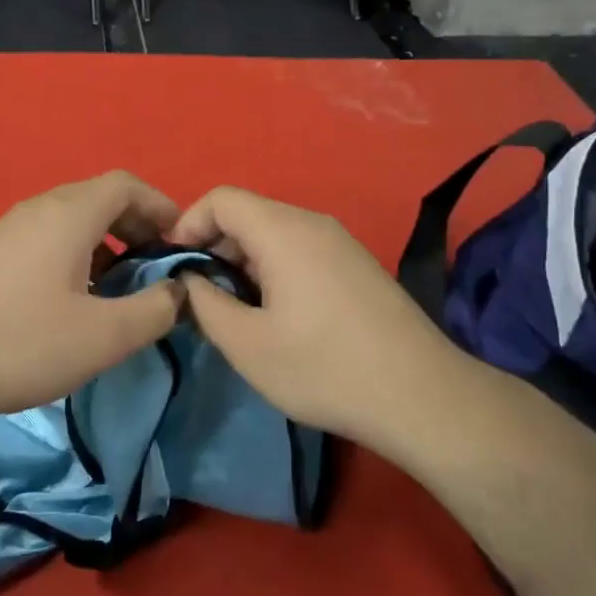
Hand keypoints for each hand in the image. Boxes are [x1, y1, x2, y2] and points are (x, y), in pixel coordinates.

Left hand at [0, 172, 183, 427]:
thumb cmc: (20, 344)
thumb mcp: (104, 336)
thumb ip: (155, 310)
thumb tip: (180, 291)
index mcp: (68, 214)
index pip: (127, 184)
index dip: (161, 207)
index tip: (180, 245)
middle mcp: (36, 209)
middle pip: (98, 200)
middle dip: (135, 228)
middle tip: (153, 270)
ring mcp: (4, 231)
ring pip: (69, 223)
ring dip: (103, 246)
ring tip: (116, 291)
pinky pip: (43, 242)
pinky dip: (72, 258)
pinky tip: (69, 304)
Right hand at [168, 186, 463, 447]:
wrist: (421, 396)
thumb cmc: (323, 368)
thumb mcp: (247, 344)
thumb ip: (205, 303)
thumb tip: (188, 280)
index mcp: (283, 231)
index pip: (222, 199)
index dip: (188, 224)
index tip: (175, 266)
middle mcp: (313, 223)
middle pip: (249, 213)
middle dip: (214, 246)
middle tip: (201, 294)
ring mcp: (341, 243)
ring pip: (276, 233)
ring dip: (244, 260)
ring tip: (236, 308)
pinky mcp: (358, 265)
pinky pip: (302, 250)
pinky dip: (274, 268)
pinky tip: (278, 314)